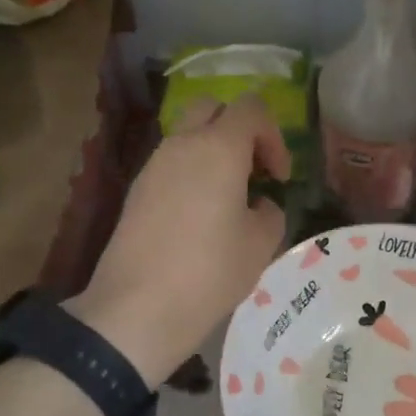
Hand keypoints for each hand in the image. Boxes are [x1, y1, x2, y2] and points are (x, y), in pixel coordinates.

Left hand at [68, 94, 289, 385]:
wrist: (137, 308)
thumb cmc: (210, 272)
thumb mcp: (261, 245)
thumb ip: (270, 212)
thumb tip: (258, 204)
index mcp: (218, 148)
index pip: (251, 108)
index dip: (274, 136)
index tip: (279, 177)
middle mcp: (181, 145)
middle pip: (212, 107)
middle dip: (239, 130)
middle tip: (254, 172)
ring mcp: (153, 166)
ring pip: (187, 136)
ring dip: (213, 153)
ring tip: (228, 200)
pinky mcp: (136, 191)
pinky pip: (170, 165)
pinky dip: (191, 174)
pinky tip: (199, 219)